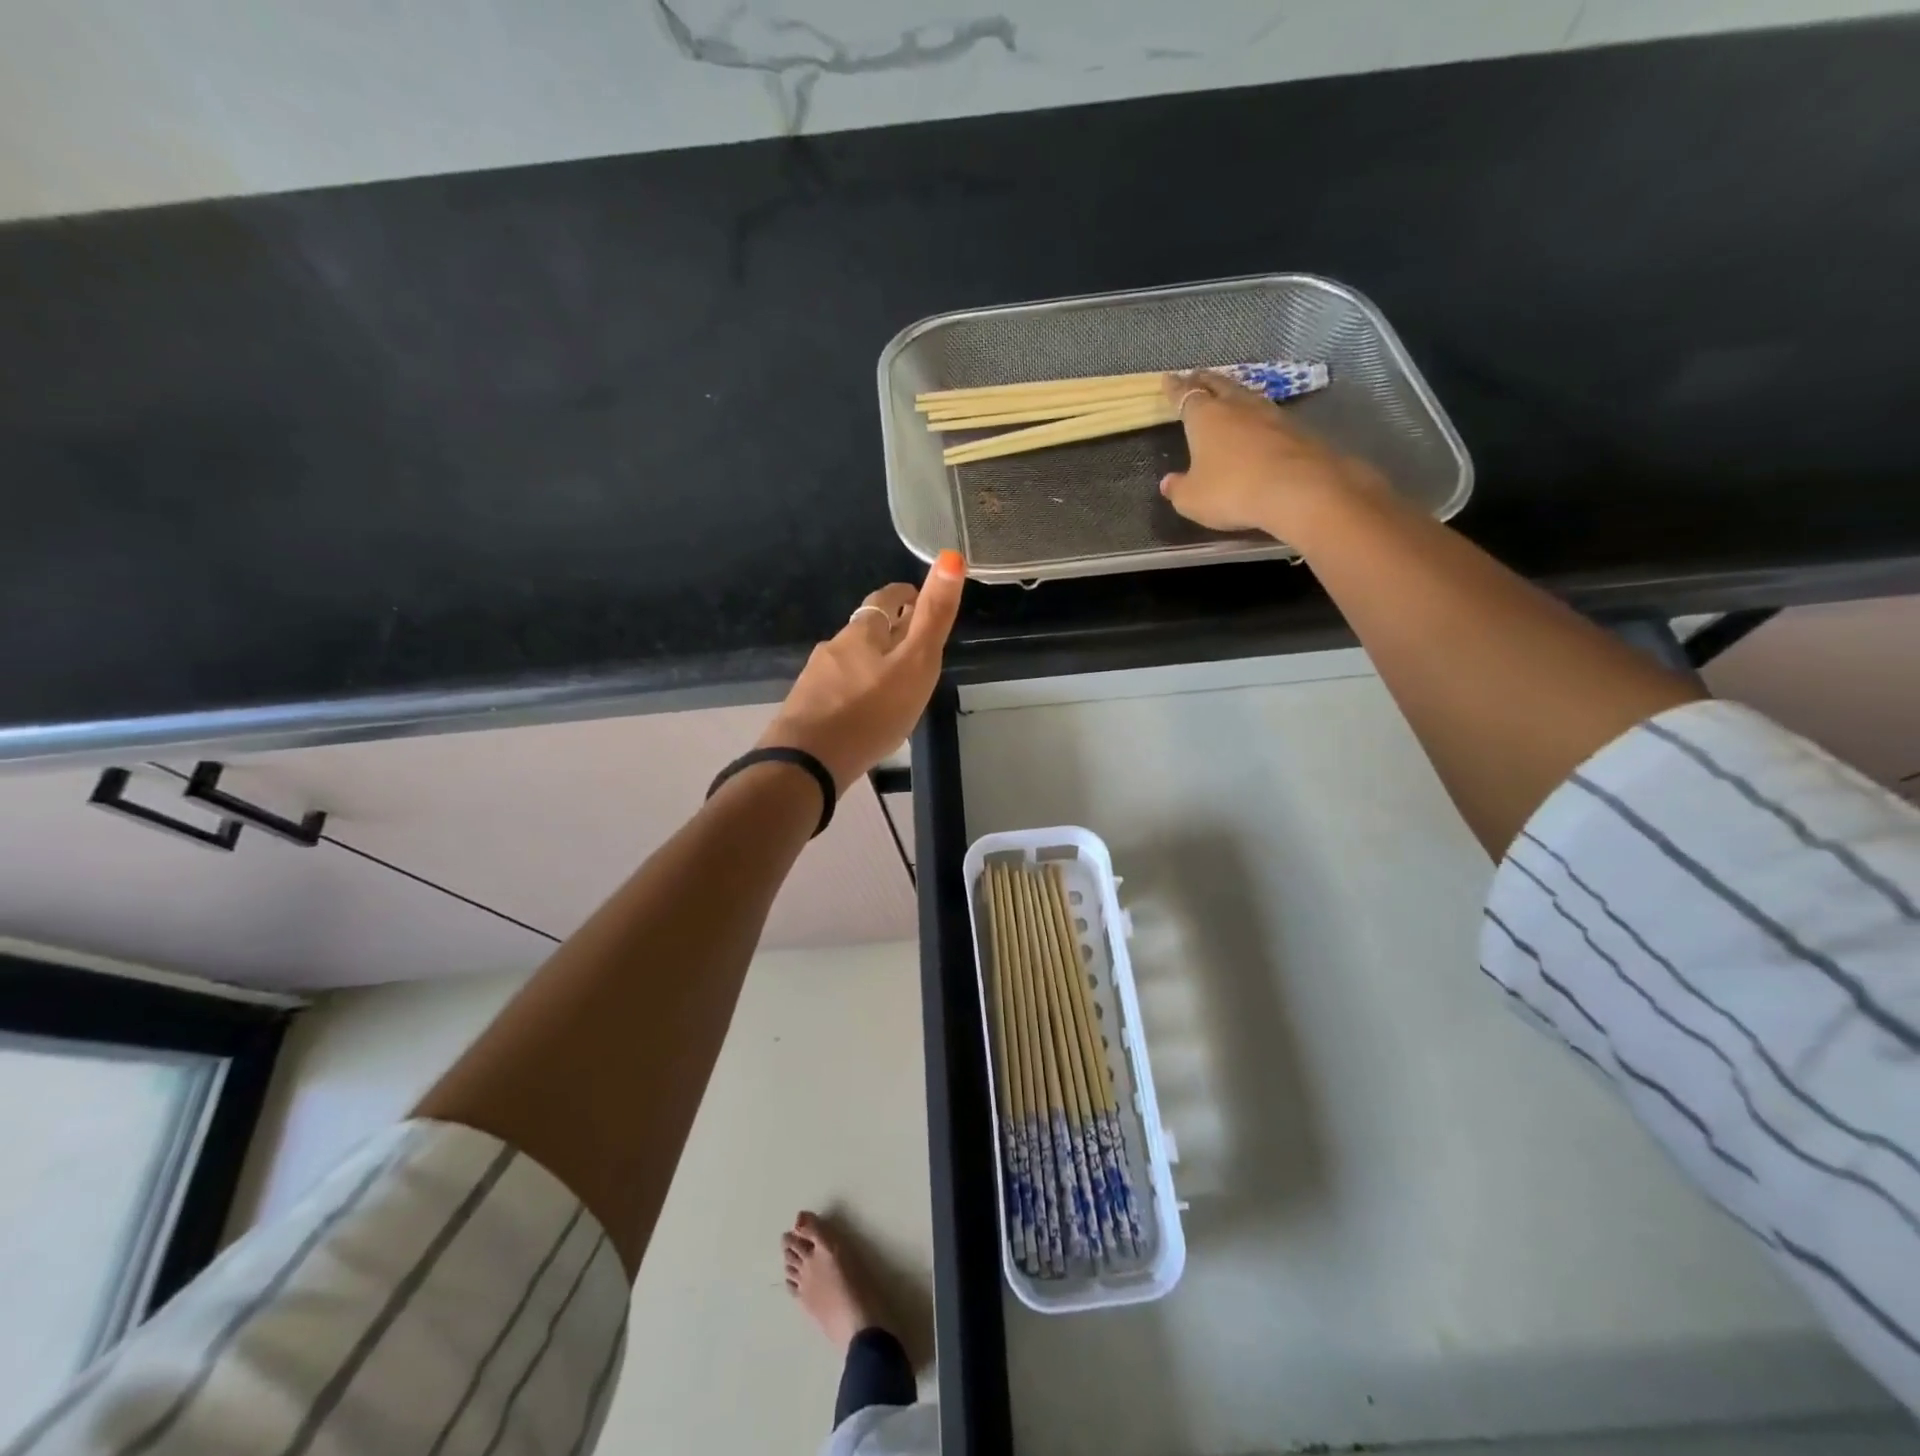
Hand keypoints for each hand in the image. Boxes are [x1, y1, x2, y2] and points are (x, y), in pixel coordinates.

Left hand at [757, 550, 965, 790]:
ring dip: (871, 663)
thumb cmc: (871, 710)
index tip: (918, 598)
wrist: (808, 761)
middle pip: (866, 630)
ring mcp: (817, 677)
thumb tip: (950, 556)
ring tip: (893, 683)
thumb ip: (934, 615)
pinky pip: (838, 690)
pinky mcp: (807, 707)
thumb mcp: (916, 663)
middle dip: (889, 631)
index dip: (904, 595)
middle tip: (913, 643)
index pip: (885, 599)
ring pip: (850, 661)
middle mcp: (835, 646)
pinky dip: (855, 691)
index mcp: (863, 632)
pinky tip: (864, 712)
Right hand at [1158, 370, 1385, 539]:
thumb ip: (1178, 489)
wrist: (1298, 490)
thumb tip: (1168, 482)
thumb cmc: (1232, 491)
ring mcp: (1270, 414)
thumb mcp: (1192, 499)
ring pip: (1246, 396)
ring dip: (1234, 393)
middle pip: (1219, 385)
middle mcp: (1237, 407)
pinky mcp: (1295, 429)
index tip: (1168, 378)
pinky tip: (1257, 423)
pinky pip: (1268, 415)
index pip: (1186, 396)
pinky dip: (1257, 416)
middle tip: (1196, 375)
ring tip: (1227, 395)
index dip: (1175, 388)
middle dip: (1205, 380)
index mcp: (1206, 417)